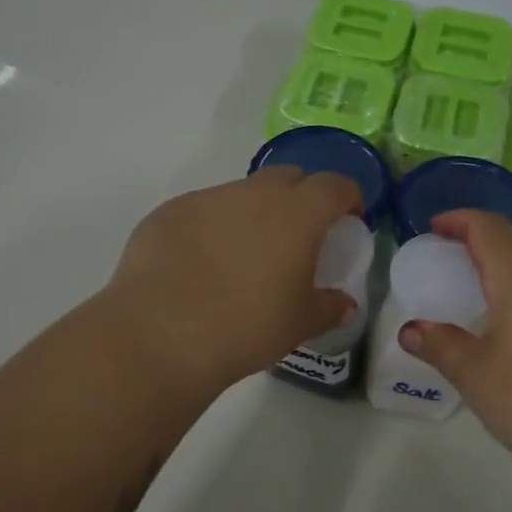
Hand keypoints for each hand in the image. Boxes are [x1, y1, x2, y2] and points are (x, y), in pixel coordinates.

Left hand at [105, 167, 363, 390]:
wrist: (162, 334)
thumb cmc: (247, 328)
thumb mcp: (300, 324)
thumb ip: (329, 307)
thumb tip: (346, 305)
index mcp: (297, 214)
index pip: (334, 186)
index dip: (348, 198)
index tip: (349, 220)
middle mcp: (254, 193)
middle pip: (288, 178)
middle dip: (301, 198)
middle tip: (299, 236)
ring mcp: (208, 198)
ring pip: (242, 193)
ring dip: (253, 213)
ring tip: (245, 255)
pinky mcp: (169, 211)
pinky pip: (203, 210)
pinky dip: (212, 227)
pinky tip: (200, 264)